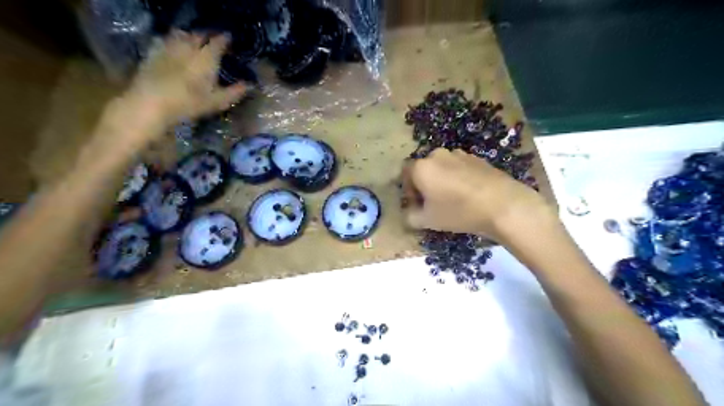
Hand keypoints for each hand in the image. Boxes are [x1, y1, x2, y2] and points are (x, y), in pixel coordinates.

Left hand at [127, 30, 245, 123]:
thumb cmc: (190, 103)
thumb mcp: (217, 102)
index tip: (229, 38)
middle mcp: (189, 47)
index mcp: (207, 57)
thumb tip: (249, 85)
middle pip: (199, 35)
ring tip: (194, 41)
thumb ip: (234, 92)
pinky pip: (165, 41)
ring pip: (181, 35)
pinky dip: (172, 41)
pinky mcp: (153, 53)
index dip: (225, 39)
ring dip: (189, 36)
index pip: (218, 42)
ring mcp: (169, 48)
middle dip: (207, 36)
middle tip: (213, 40)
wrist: (152, 102)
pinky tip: (173, 48)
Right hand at [402, 147, 548, 238]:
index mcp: (422, 167)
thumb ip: (410, 217)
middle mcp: (438, 155)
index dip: (407, 190)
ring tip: (452, 198)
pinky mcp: (477, 158)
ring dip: (442, 180)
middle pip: (424, 168)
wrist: (502, 205)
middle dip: (424, 184)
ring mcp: (459, 154)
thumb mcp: (428, 221)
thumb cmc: (458, 212)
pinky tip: (469, 194)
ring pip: (442, 167)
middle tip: (433, 203)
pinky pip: (460, 167)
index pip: (405, 174)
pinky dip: (458, 178)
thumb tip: (409, 214)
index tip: (416, 205)